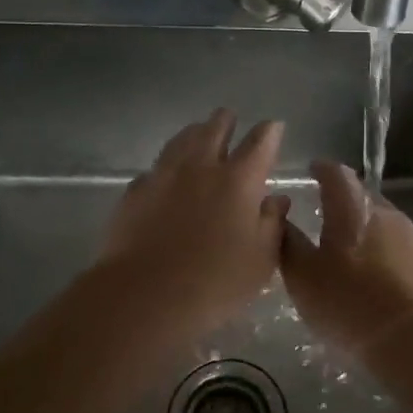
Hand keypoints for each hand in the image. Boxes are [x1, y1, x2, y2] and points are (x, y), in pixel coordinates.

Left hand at [94, 109, 288, 337]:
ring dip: (194, 133)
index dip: (270, 132)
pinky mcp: (135, 191)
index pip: (260, 143)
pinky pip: (155, 168)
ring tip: (198, 132)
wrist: (145, 295)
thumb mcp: (261, 260)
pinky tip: (165, 175)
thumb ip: (272, 224)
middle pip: (214, 129)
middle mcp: (201, 167)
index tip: (274, 126)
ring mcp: (163, 175)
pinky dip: (167, 166)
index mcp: (239, 180)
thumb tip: (277, 199)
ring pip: (181, 140)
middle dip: (226, 121)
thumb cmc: (216, 282)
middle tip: (229, 118)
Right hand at [280, 160, 412, 355]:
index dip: (321, 169)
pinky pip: (395, 247)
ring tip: (343, 249)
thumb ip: (289, 243)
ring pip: (379, 222)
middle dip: (341, 201)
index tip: (311, 171)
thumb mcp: (303, 276)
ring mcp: (411, 236)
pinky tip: (369, 273)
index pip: (336, 172)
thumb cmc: (349, 302)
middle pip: (360, 196)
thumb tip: (280, 217)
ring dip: (361, 228)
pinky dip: (379, 251)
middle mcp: (384, 211)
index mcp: (352, 207)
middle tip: (321, 214)